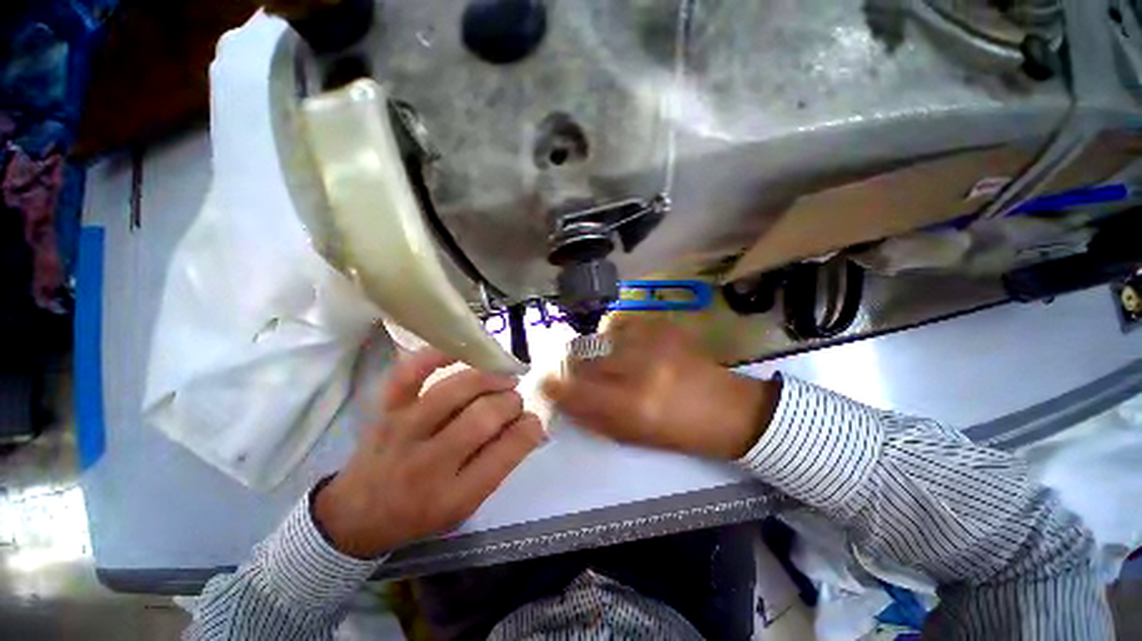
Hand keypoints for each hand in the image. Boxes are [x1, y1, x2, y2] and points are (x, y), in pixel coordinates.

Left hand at [315, 349, 544, 558]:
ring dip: (490, 379)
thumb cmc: (419, 514)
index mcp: (454, 497)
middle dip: (511, 402)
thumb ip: (499, 463)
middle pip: (484, 417)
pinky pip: (410, 373)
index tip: (533, 420)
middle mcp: (428, 463)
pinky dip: (436, 355)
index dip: (529, 428)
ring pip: (456, 391)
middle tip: (514, 401)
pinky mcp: (387, 410)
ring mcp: (404, 430)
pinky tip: (462, 352)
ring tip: (504, 379)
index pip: (506, 452)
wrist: (356, 515)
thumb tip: (530, 423)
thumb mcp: (466, 506)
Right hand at [541, 318, 779, 459]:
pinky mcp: (665, 329)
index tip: (545, 382)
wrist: (730, 409)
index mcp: (634, 406)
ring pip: (604, 339)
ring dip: (597, 350)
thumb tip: (566, 401)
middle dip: (574, 364)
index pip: (578, 393)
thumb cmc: (681, 432)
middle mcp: (640, 370)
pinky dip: (617, 336)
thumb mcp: (635, 436)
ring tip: (606, 359)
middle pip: (588, 359)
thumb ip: (596, 418)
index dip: (556, 386)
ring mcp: (654, 344)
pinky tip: (627, 347)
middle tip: (573, 369)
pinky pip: (625, 326)